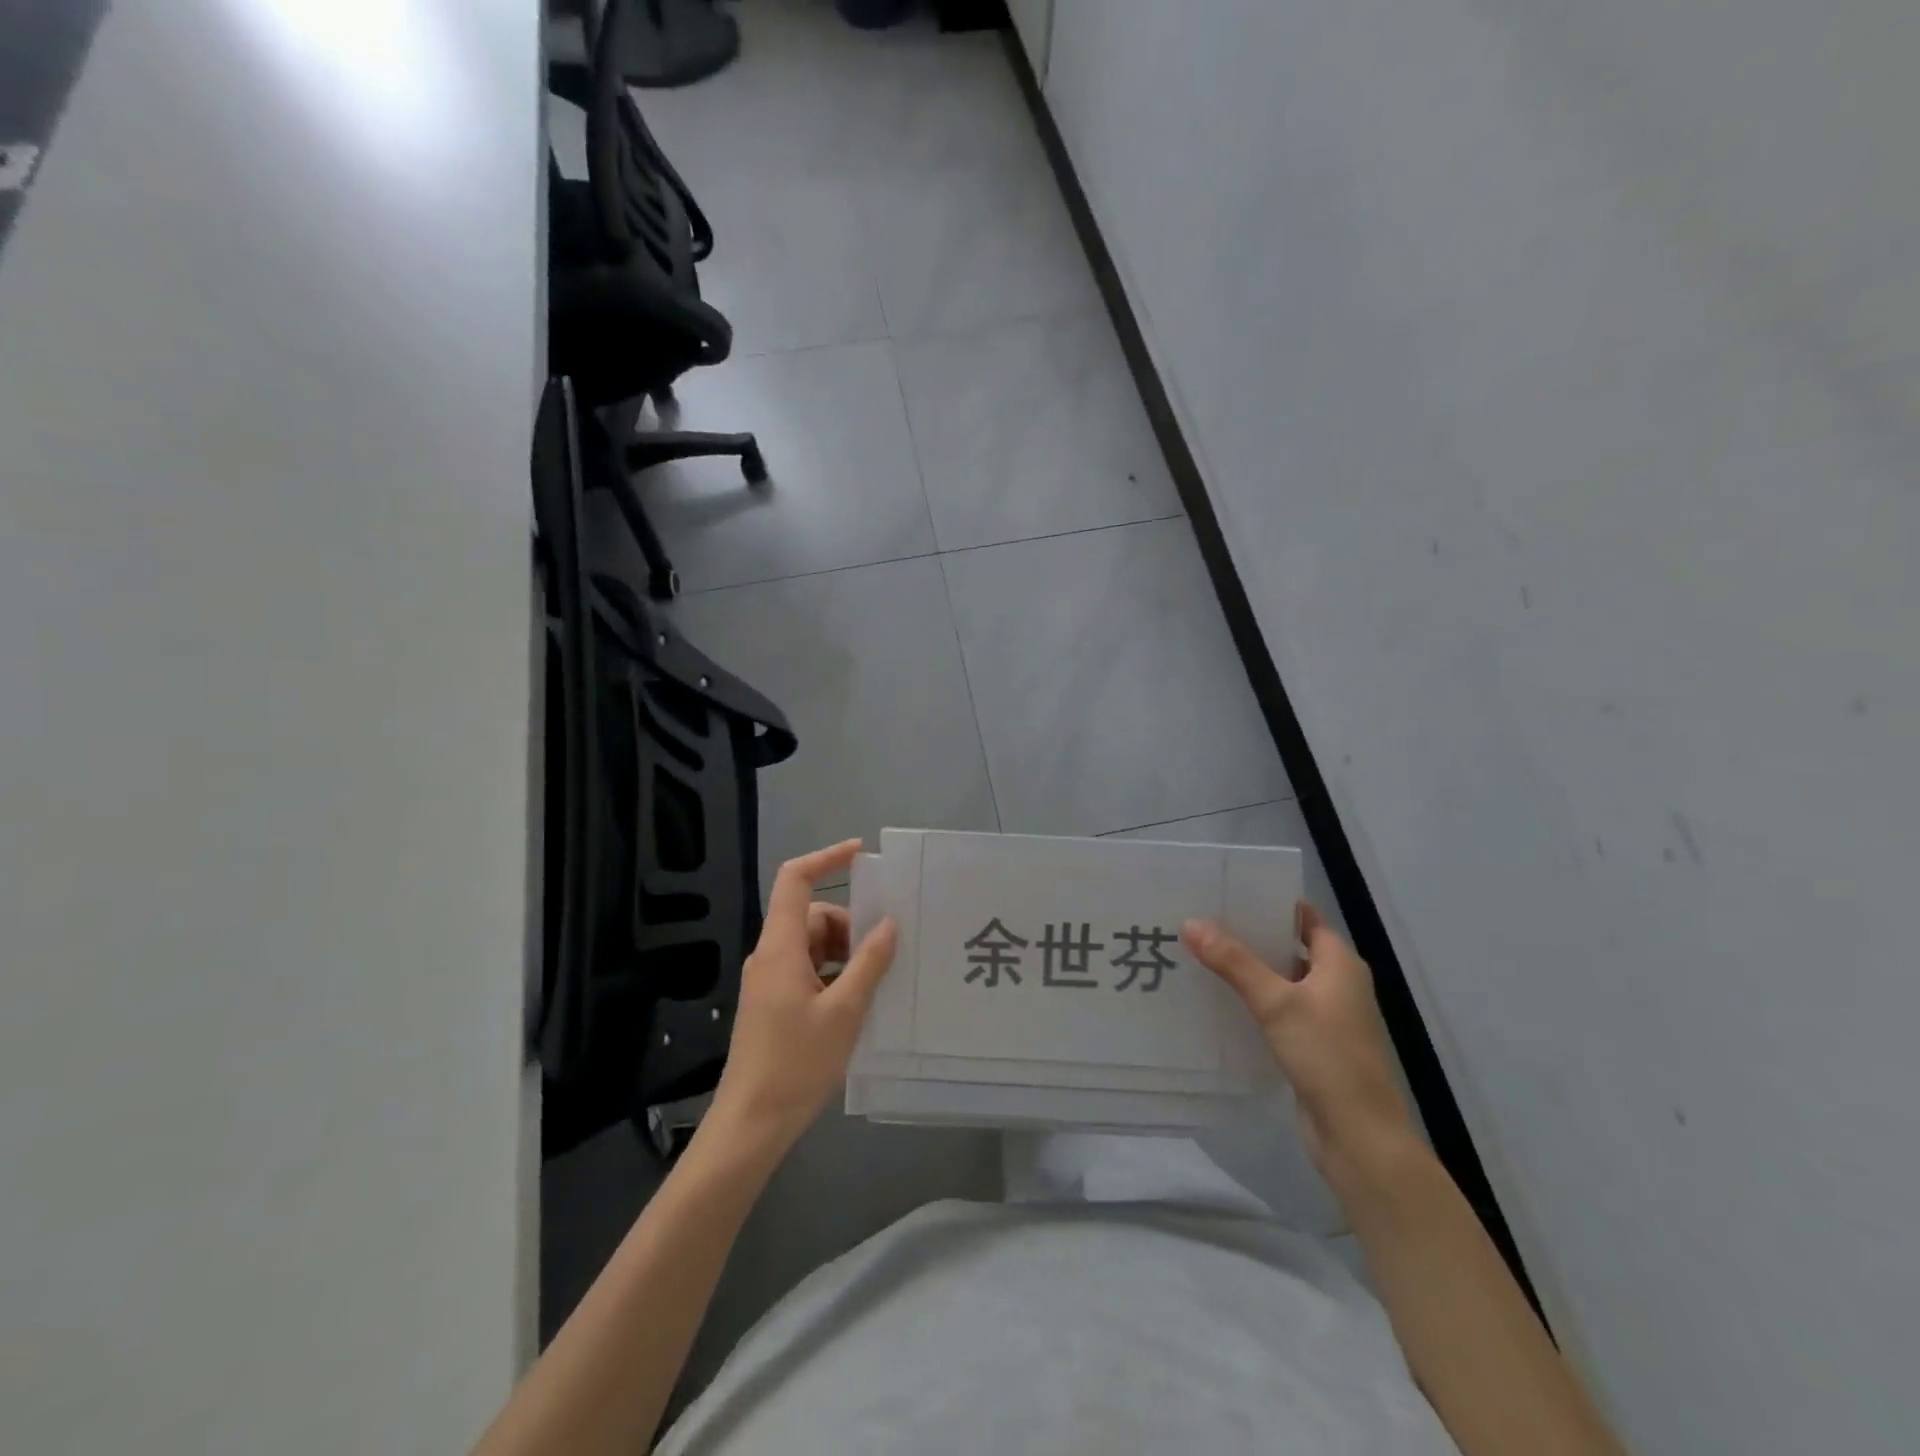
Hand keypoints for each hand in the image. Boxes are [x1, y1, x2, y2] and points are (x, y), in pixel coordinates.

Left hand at [707, 840, 897, 1155]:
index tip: (860, 853)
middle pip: (811, 916)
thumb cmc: (796, 1064)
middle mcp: (770, 956)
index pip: (795, 880)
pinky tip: (856, 1003)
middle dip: (849, 925)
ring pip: (811, 945)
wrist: (750, 1124)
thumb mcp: (845, 1012)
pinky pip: (807, 970)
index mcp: (780, 948)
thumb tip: (888, 924)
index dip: (826, 858)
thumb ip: (869, 963)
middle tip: (882, 954)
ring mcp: (769, 981)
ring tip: (874, 984)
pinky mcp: (772, 1004)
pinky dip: (833, 974)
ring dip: (844, 954)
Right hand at [1183, 902, 1413, 1176]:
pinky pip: (1278, 1011)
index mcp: (1340, 964)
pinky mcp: (1312, 1046)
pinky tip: (1218, 1000)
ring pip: (1281, 981)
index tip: (1228, 892)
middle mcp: (1336, 985)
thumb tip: (1191, 922)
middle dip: (1250, 936)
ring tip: (1201, 954)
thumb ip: (1234, 962)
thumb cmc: (1327, 1056)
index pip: (1304, 918)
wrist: (1358, 1136)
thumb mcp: (1277, 1002)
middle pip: (1290, 947)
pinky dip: (1253, 1001)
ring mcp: (1326, 1018)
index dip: (1270, 903)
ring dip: (1249, 970)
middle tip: (1203, 920)